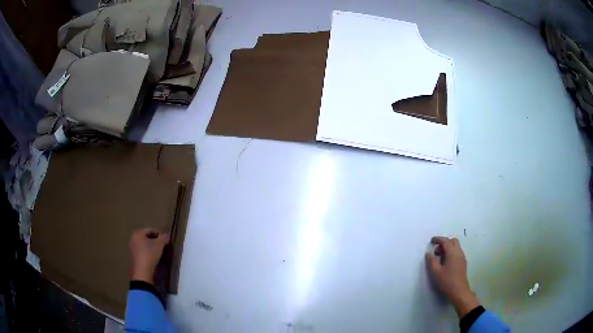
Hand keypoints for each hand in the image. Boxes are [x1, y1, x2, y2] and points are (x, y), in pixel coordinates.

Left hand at [129, 228, 169, 284]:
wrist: (142, 272)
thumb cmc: (149, 255)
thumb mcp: (159, 245)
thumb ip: (163, 238)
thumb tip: (167, 235)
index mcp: (137, 233)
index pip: (150, 229)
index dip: (159, 233)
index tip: (166, 239)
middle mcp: (132, 238)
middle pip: (146, 236)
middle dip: (155, 240)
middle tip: (163, 245)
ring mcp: (131, 248)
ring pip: (144, 244)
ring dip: (151, 246)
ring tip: (159, 252)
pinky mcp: (133, 256)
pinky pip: (141, 251)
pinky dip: (147, 252)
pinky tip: (153, 257)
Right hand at [425, 236, 479, 317]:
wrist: (459, 292)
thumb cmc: (446, 281)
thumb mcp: (435, 272)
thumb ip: (431, 261)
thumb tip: (428, 253)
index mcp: (452, 253)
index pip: (446, 241)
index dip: (438, 239)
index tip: (431, 241)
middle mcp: (459, 252)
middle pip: (453, 241)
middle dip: (444, 242)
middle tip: (436, 250)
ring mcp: (462, 258)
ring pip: (455, 247)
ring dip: (447, 248)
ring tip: (439, 257)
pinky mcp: (463, 263)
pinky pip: (457, 252)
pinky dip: (450, 252)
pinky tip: (445, 262)